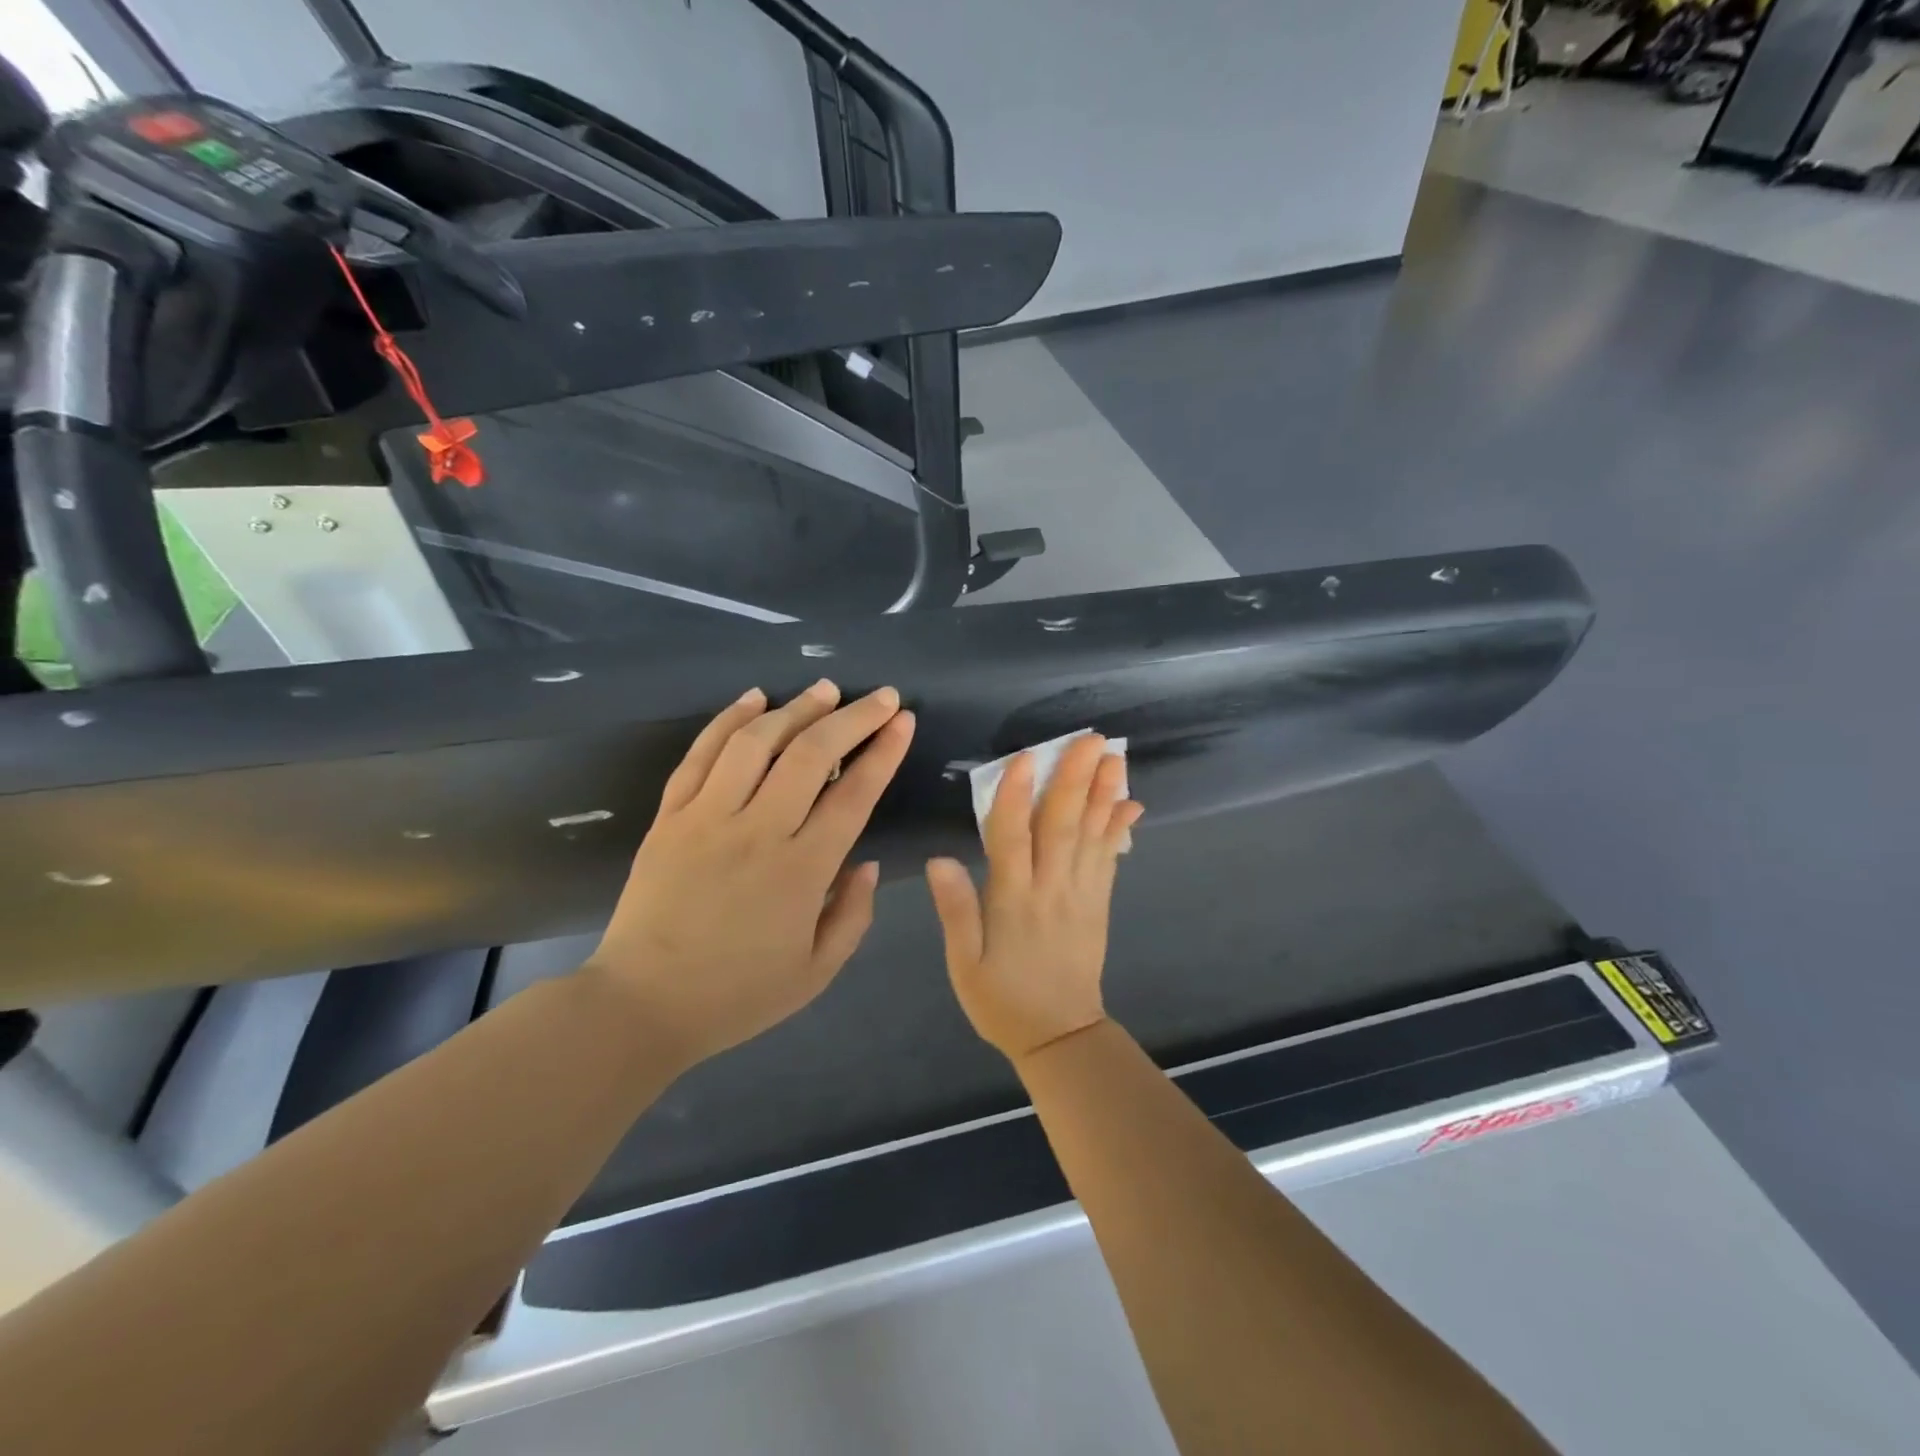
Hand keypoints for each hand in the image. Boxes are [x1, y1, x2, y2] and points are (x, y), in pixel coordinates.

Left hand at [584, 680, 914, 1067]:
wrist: (641, 1005)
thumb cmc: (736, 994)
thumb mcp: (817, 973)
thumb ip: (854, 915)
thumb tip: (868, 863)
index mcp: (802, 871)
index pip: (854, 795)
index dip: (883, 752)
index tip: (903, 720)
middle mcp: (758, 831)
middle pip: (810, 755)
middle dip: (852, 717)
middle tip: (879, 695)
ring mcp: (707, 817)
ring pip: (756, 743)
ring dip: (795, 708)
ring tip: (824, 689)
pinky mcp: (670, 816)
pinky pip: (700, 755)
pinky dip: (728, 720)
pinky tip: (754, 698)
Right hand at [926, 734, 1142, 1062]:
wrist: (1060, 1036)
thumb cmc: (1002, 1000)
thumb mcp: (965, 965)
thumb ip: (956, 911)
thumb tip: (940, 860)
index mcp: (1013, 902)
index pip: (1013, 839)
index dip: (1018, 797)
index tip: (1027, 758)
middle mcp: (1051, 889)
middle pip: (1063, 827)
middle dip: (1075, 780)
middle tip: (1091, 739)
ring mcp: (1081, 895)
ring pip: (1092, 836)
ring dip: (1104, 794)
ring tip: (1115, 757)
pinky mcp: (1098, 903)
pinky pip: (1110, 859)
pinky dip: (1120, 829)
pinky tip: (1130, 803)